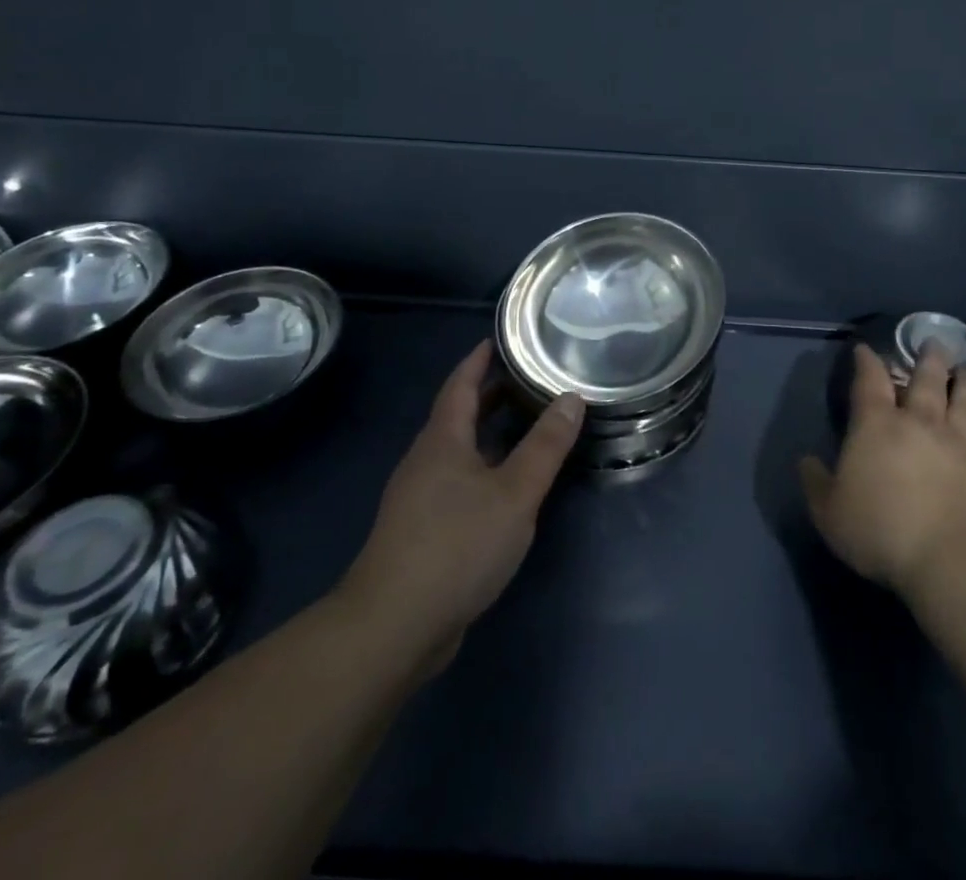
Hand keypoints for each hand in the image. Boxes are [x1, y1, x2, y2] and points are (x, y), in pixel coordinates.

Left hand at [337, 340, 583, 666]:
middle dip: (490, 395)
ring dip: (489, 434)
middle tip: (529, 378)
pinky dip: (484, 468)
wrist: (393, 626)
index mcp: (442, 440)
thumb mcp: (514, 492)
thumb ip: (545, 446)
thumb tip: (571, 397)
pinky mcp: (422, 531)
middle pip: (459, 415)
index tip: (501, 339)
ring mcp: (419, 498)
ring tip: (527, 426)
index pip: (461, 384)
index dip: (479, 359)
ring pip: (459, 451)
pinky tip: (507, 487)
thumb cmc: (456, 544)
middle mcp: (426, 460)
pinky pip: (458, 482)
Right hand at [800, 342, 965, 596]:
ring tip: (963, 367)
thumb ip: (816, 483)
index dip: (866, 362)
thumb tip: (807, 461)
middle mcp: (916, 421)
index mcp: (875, 424)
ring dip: (960, 379)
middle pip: (924, 379)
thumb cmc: (881, 529)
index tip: (865, 349)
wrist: (952, 556)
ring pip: (959, 397)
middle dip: (926, 359)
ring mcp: (954, 440)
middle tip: (931, 342)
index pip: (869, 381)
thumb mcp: (830, 512)